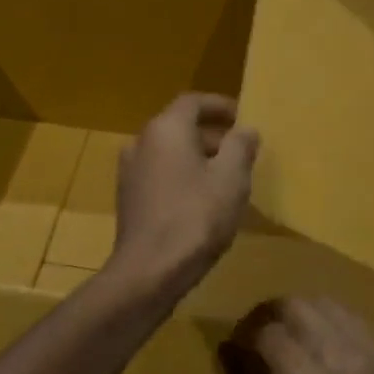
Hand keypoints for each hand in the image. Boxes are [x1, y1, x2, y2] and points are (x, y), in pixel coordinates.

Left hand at [111, 93, 257, 307]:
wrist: (149, 271)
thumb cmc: (195, 217)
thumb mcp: (231, 179)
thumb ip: (240, 147)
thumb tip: (245, 130)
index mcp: (165, 129)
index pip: (193, 102)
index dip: (220, 106)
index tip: (242, 117)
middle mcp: (141, 142)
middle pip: (179, 126)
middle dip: (212, 135)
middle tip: (240, 151)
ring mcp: (130, 171)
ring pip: (169, 152)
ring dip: (197, 157)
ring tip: (225, 177)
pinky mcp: (128, 198)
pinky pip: (159, 174)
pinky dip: (181, 176)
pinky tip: (201, 201)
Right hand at [251, 297, 373, 373]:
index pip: (271, 335)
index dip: (253, 339)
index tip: (248, 350)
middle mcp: (343, 358)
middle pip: (297, 305)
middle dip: (276, 316)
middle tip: (271, 337)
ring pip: (327, 303)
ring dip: (306, 314)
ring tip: (300, 337)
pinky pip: (355, 316)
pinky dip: (334, 321)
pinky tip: (333, 344)